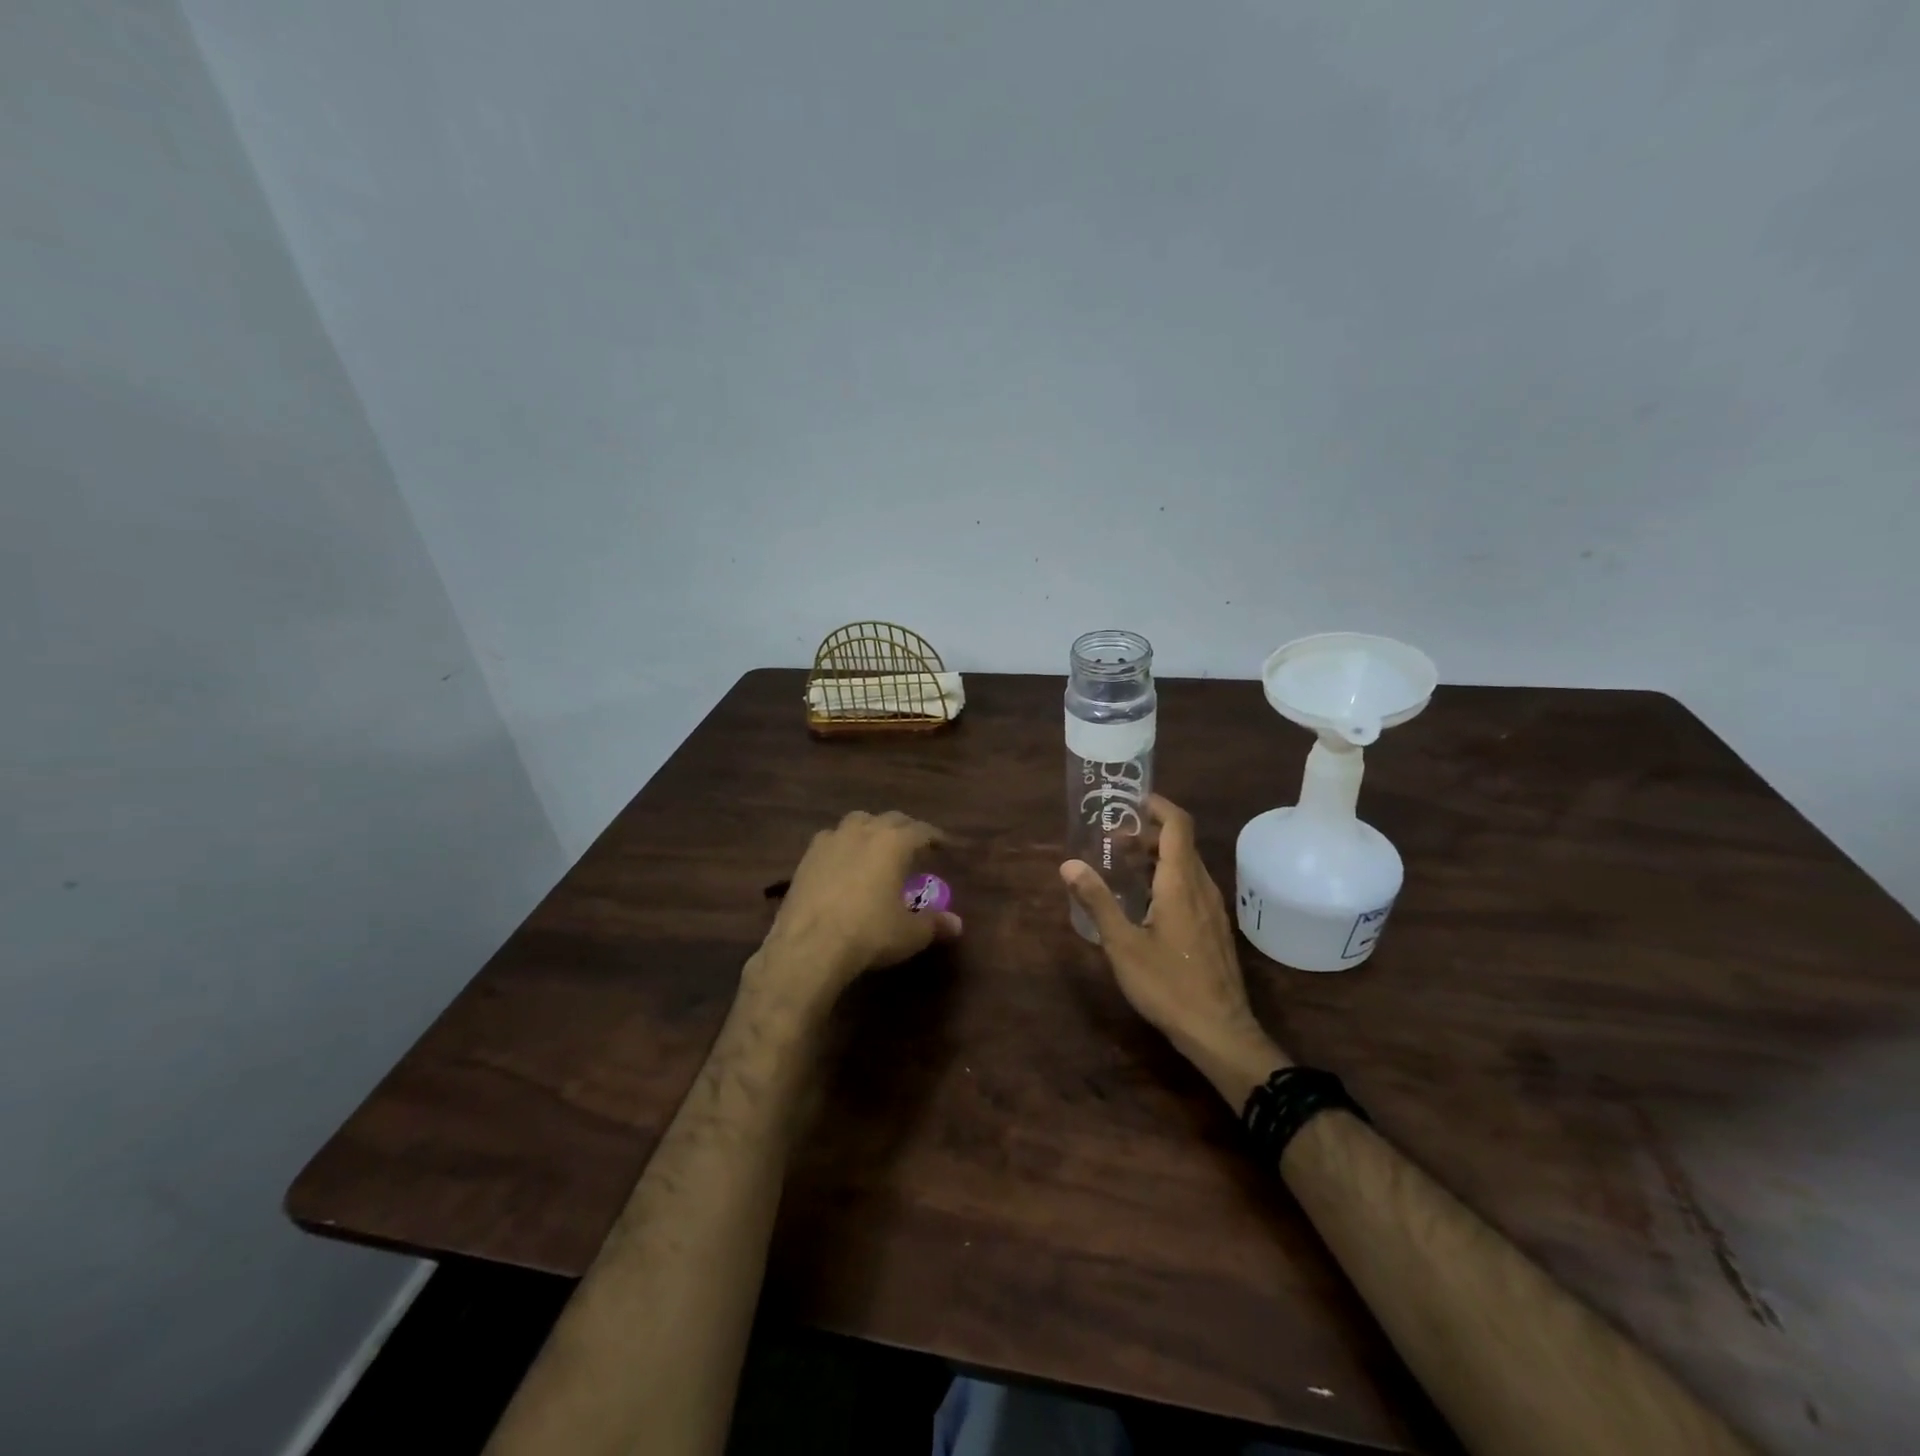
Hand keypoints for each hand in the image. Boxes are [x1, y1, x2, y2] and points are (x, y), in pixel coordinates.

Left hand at [752, 810, 962, 1012]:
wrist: (810, 945)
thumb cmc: (870, 933)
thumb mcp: (910, 934)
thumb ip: (934, 924)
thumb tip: (957, 924)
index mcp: (894, 843)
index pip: (921, 831)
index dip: (934, 836)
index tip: (942, 844)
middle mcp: (864, 832)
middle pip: (890, 819)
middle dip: (904, 828)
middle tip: (912, 843)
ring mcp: (831, 841)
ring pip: (857, 821)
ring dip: (871, 828)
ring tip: (876, 845)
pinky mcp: (806, 857)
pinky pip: (831, 839)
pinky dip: (843, 844)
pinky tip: (843, 861)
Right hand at [1062, 795, 1286, 1106]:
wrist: (1220, 1032)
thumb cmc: (1168, 985)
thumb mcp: (1123, 944)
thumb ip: (1097, 901)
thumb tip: (1068, 865)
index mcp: (1182, 882)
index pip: (1178, 824)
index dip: (1157, 805)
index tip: (1129, 801)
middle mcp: (1202, 887)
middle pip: (1180, 843)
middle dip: (1148, 832)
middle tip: (1112, 841)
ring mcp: (1213, 909)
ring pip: (1187, 865)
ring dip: (1157, 856)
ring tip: (1123, 868)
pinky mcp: (1214, 928)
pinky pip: (1191, 886)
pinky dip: (1168, 878)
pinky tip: (1145, 902)